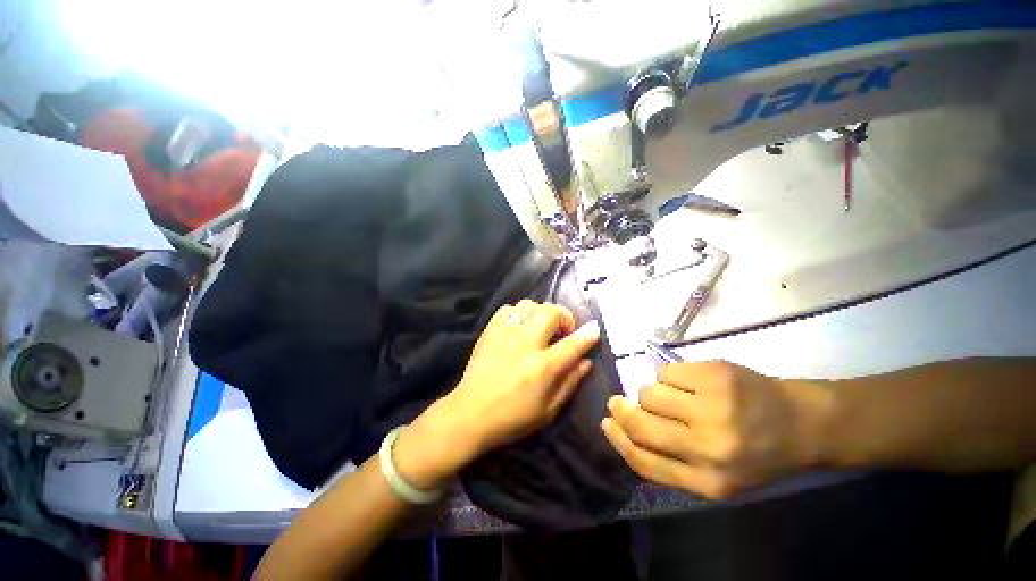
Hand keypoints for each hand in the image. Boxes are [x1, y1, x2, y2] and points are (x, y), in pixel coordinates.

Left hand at [394, 300, 600, 487]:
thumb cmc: (513, 417)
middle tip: (564, 330)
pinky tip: (519, 326)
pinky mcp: (490, 331)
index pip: (573, 343)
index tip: (594, 329)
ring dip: (541, 313)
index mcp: (543, 367)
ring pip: (529, 305)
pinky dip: (519, 313)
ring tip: (540, 326)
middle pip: (551, 312)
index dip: (588, 334)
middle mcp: (526, 344)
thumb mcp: (549, 409)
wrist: (470, 414)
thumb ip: (570, 382)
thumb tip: (586, 362)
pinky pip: (508, 309)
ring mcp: (506, 334)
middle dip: (565, 316)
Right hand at [601, 361, 831, 498]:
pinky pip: (666, 371)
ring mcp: (714, 407)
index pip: (645, 461)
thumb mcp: (719, 476)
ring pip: (650, 392)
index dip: (618, 439)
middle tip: (617, 401)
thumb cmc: (758, 453)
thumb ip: (674, 463)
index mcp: (710, 482)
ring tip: (673, 396)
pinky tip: (690, 381)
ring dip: (653, 393)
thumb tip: (626, 430)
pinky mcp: (716, 375)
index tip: (606, 423)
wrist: (805, 423)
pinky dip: (670, 376)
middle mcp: (710, 447)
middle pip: (641, 423)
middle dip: (621, 409)